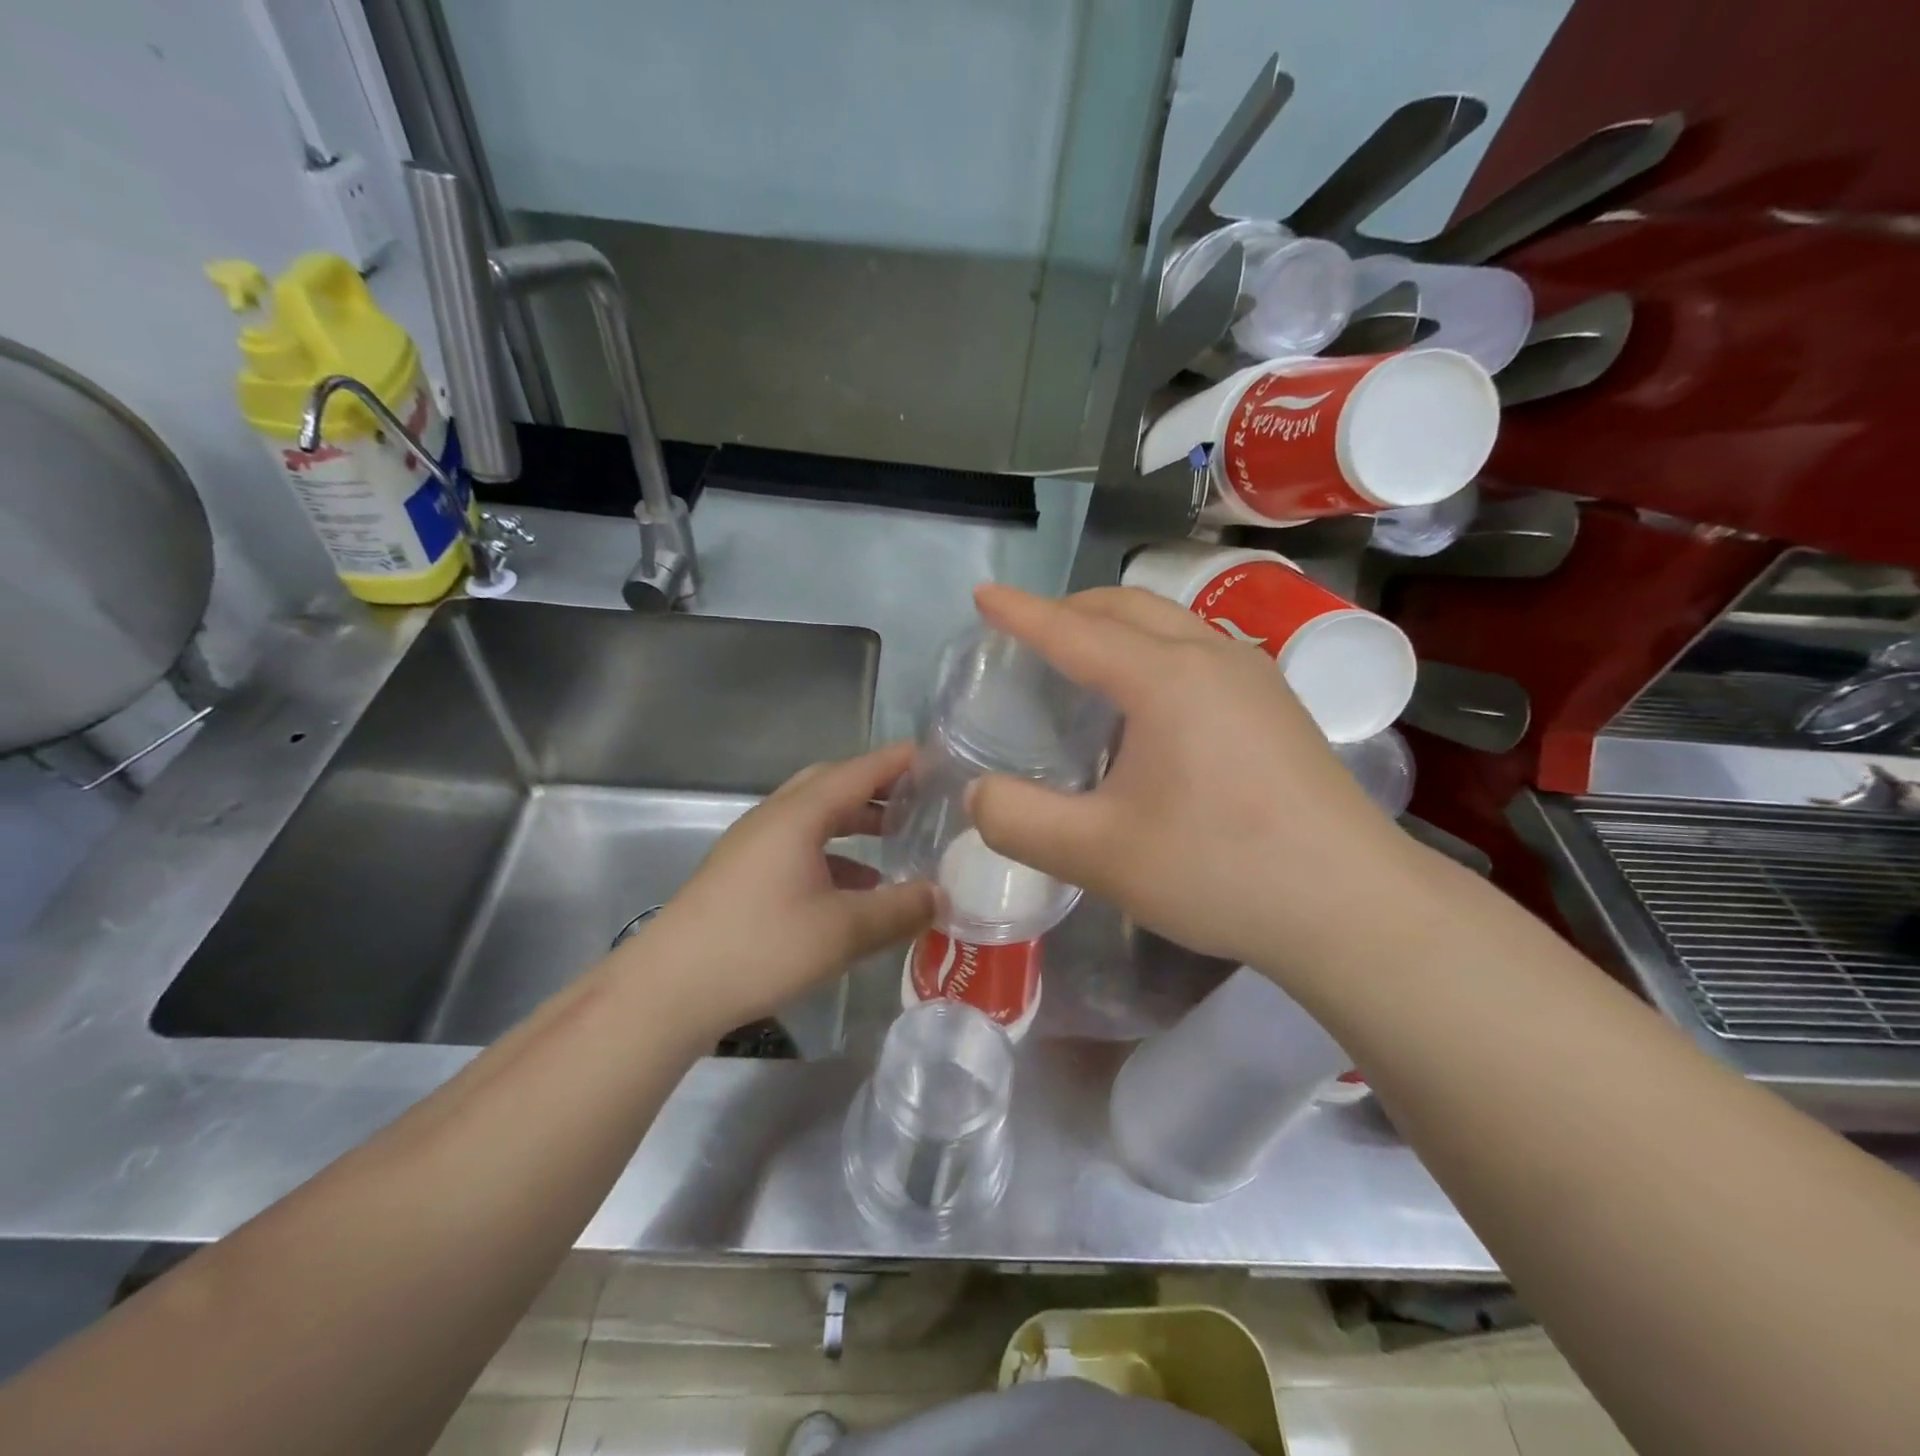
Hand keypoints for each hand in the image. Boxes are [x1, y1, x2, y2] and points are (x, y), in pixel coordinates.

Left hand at [622, 744, 936, 1040]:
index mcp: (799, 816)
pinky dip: (832, 855)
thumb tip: (940, 896)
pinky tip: (853, 890)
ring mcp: (752, 846)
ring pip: (813, 818)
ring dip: (854, 823)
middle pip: (831, 785)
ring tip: (894, 842)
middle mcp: (774, 819)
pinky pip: (797, 847)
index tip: (935, 756)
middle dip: (876, 788)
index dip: (898, 761)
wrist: (669, 989)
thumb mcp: (842, 932)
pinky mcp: (741, 874)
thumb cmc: (761, 947)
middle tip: (916, 798)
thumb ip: (898, 910)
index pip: (858, 772)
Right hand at [968, 584, 1423, 977]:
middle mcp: (1213, 658)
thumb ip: (1020, 821)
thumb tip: (980, 795)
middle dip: (1070, 609)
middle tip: (1028, 633)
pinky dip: (1153, 651)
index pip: (1074, 631)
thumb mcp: (1099, 856)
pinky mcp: (1278, 707)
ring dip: (1116, 626)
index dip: (1021, 613)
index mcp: (1166, 679)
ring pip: (1170, 624)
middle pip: (1128, 608)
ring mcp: (1255, 678)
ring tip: (1082, 659)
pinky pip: (1198, 651)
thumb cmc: (1220, 871)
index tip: (983, 595)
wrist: (1353, 906)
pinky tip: (1149, 702)